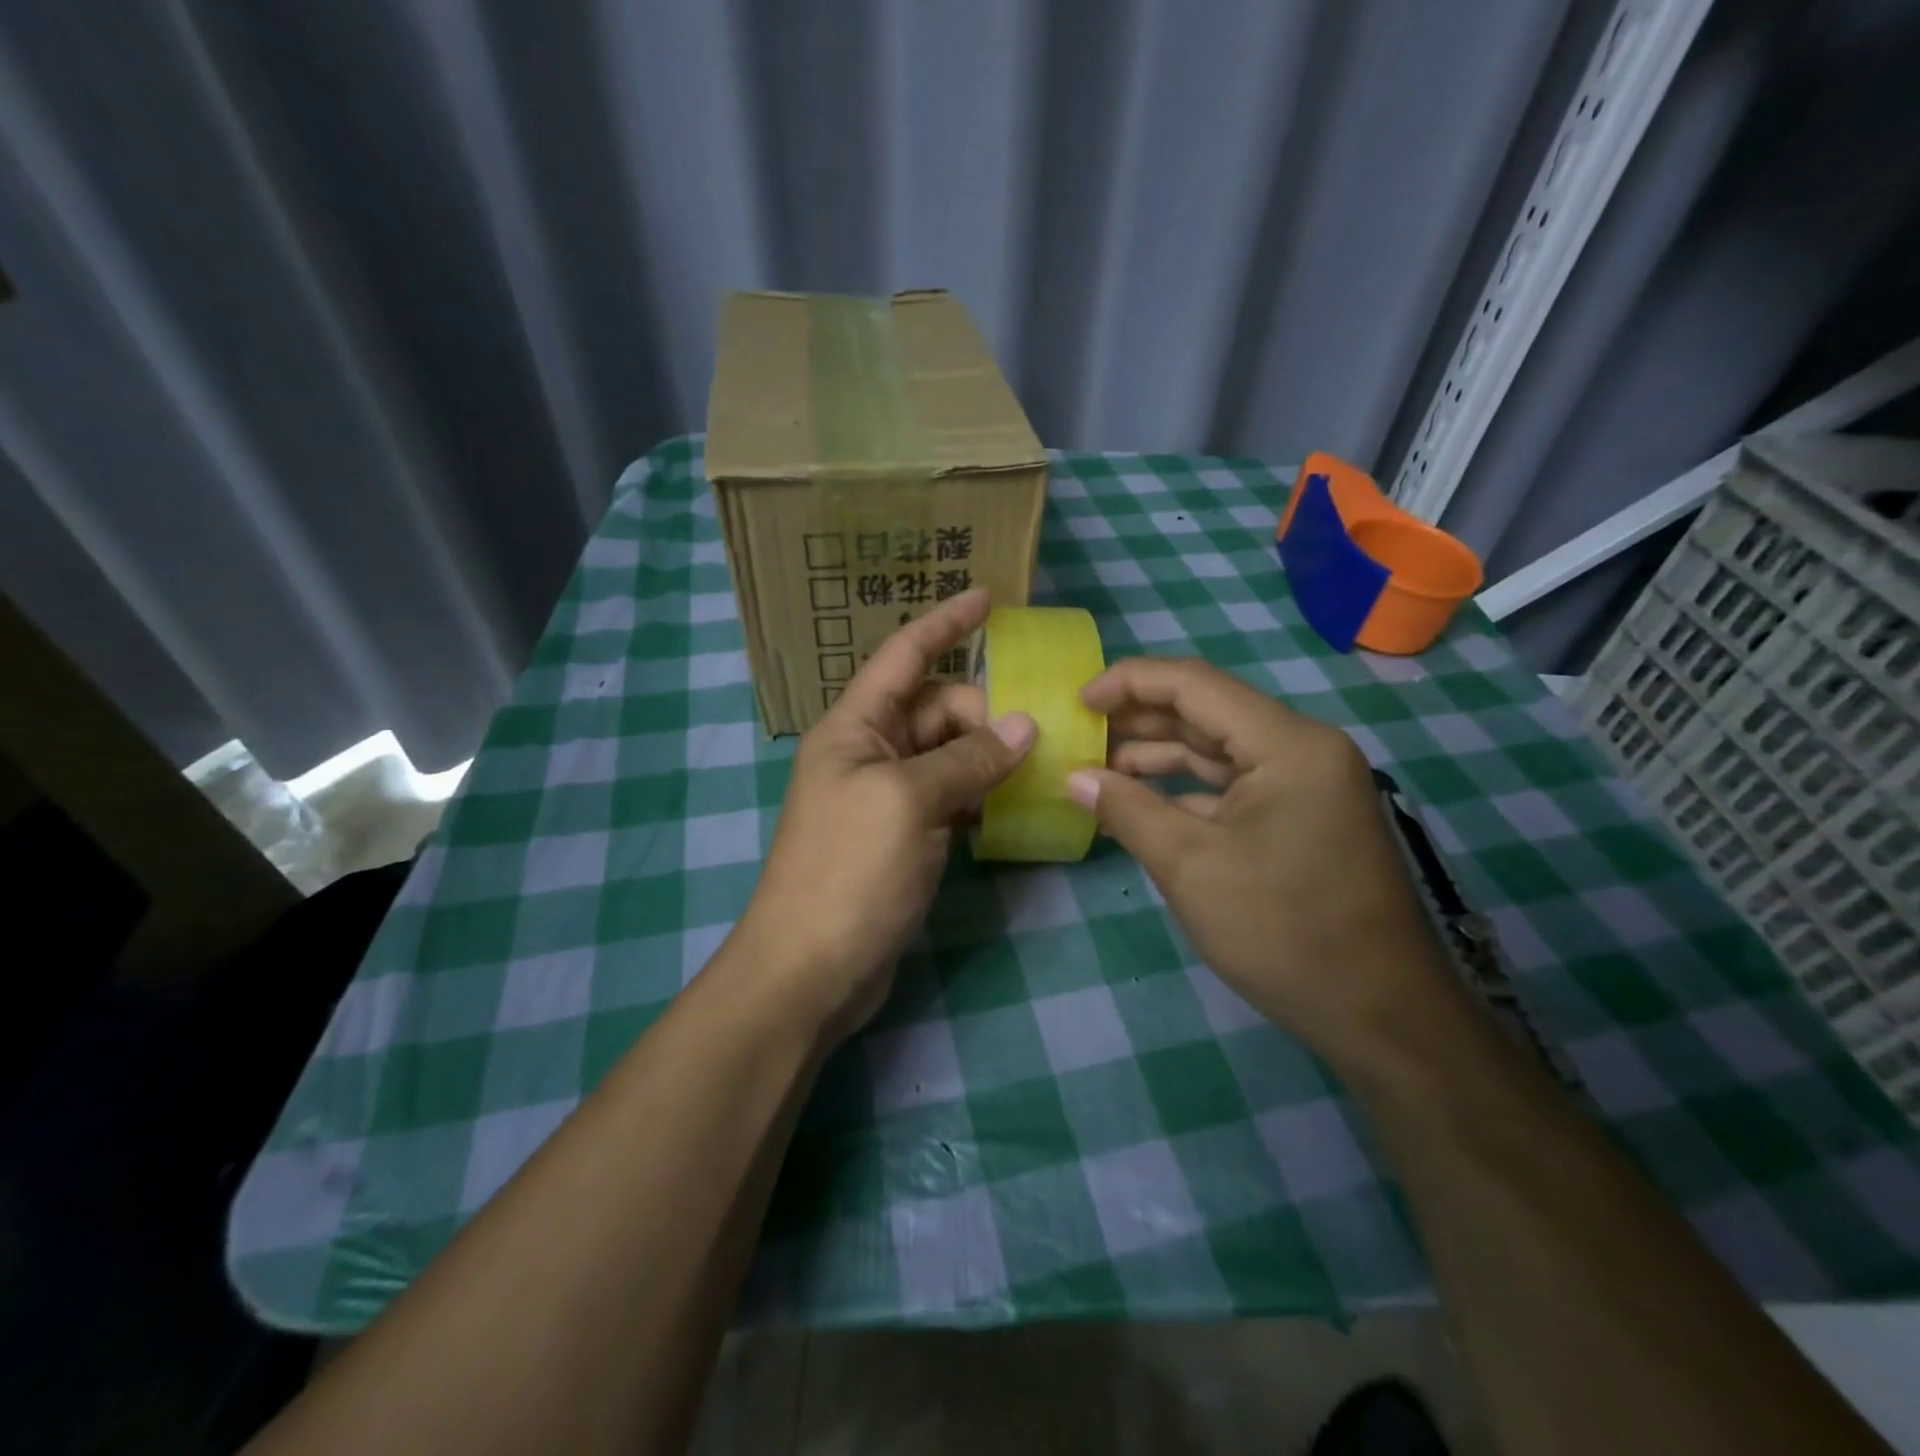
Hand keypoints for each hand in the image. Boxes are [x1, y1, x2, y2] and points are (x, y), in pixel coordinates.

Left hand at [736, 589, 1035, 1041]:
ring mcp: (887, 797)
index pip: (904, 657)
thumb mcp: (909, 803)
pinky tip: (1013, 804)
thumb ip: (968, 759)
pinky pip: (950, 796)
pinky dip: (980, 794)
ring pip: (949, 754)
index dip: (944, 624)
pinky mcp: (904, 836)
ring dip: (988, 755)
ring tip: (1037, 764)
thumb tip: (1024, 725)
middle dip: (983, 713)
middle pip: (937, 709)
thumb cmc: (849, 871)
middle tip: (1032, 739)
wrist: (809, 970)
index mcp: (855, 727)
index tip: (988, 598)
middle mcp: (869, 752)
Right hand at [1066, 656, 1450, 1058]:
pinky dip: (1184, 789)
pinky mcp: (1299, 817)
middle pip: (1207, 711)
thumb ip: (1128, 810)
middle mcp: (1301, 749)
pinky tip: (1139, 800)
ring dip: (1157, 755)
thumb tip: (1074, 778)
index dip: (1130, 682)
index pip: (1195, 684)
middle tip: (1079, 731)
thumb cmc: (1283, 931)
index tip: (1078, 702)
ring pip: (1217, 749)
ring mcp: (1304, 784)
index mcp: (1287, 744)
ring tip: (1096, 767)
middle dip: (1139, 718)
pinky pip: (1231, 785)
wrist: (1380, 1015)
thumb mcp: (1190, 866)